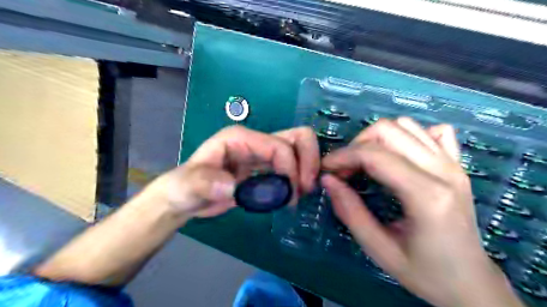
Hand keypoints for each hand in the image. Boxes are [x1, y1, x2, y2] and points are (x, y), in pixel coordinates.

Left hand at [148, 126, 320, 219]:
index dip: (290, 167)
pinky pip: (292, 166)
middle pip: (297, 137)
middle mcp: (256, 141)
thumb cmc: (186, 187)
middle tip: (306, 188)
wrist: (187, 197)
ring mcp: (263, 153)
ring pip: (298, 150)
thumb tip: (232, 187)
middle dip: (308, 161)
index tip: (291, 194)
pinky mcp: (266, 167)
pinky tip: (294, 196)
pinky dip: (299, 178)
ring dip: (306, 170)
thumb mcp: (189, 185)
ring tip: (301, 194)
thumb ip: (206, 183)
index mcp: (241, 138)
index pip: (278, 146)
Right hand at [321, 119, 522, 306]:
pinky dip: (408, 135)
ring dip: (377, 138)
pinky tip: (399, 155)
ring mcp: (454, 164)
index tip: (326, 168)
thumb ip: (349, 211)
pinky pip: (432, 131)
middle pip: (389, 130)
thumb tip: (327, 180)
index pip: (375, 155)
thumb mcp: (378, 249)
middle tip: (345, 168)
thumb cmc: (423, 271)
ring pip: (406, 125)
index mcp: (426, 196)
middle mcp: (443, 171)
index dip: (343, 156)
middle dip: (357, 144)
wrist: (470, 282)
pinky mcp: (457, 164)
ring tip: (365, 162)